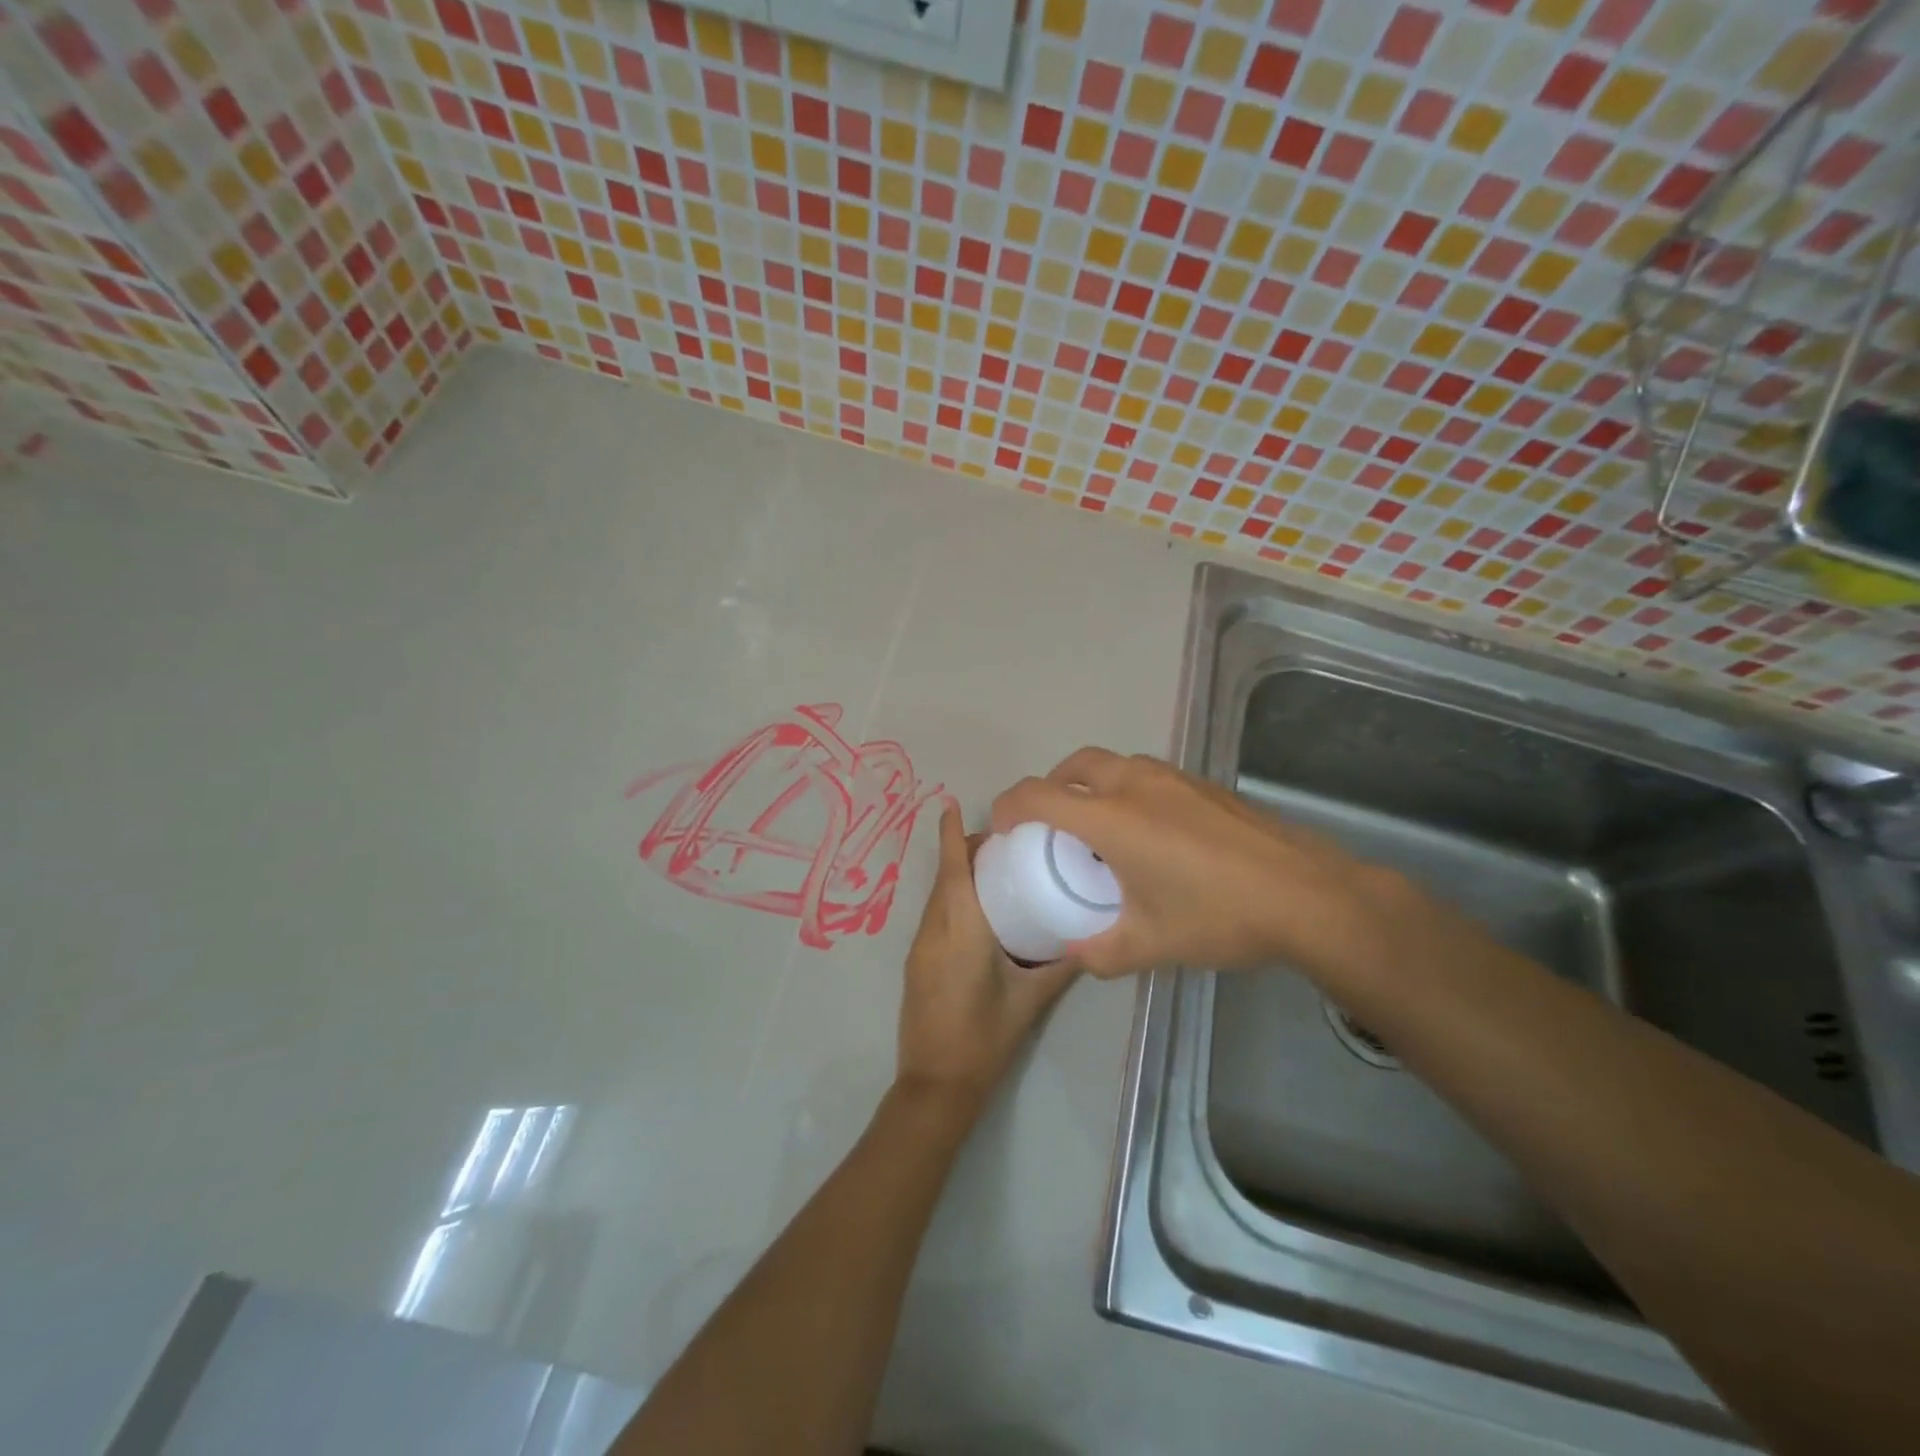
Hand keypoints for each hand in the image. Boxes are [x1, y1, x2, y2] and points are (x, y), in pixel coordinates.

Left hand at [895, 802, 1079, 1110]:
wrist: (936, 1084)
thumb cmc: (986, 1037)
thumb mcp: (1031, 1000)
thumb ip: (1061, 965)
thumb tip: (1089, 937)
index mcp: (961, 928)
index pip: (952, 869)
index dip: (949, 833)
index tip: (951, 803)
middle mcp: (934, 929)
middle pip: (944, 876)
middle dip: (962, 850)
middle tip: (1003, 840)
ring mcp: (920, 946)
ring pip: (936, 896)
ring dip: (956, 875)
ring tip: (995, 868)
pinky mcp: (916, 962)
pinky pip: (934, 916)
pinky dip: (951, 899)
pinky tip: (978, 910)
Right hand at [990, 748, 1399, 979]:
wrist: (1307, 895)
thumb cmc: (1219, 916)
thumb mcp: (1151, 945)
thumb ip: (1100, 952)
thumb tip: (1074, 953)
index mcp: (1111, 819)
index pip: (1038, 795)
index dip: (1009, 806)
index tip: (1002, 829)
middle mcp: (1135, 785)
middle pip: (1073, 765)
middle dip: (1050, 787)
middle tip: (1051, 826)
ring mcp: (1173, 779)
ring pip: (1112, 764)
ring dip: (1090, 784)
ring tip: (1099, 828)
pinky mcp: (1202, 784)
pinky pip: (1145, 774)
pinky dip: (1126, 789)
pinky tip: (1150, 832)